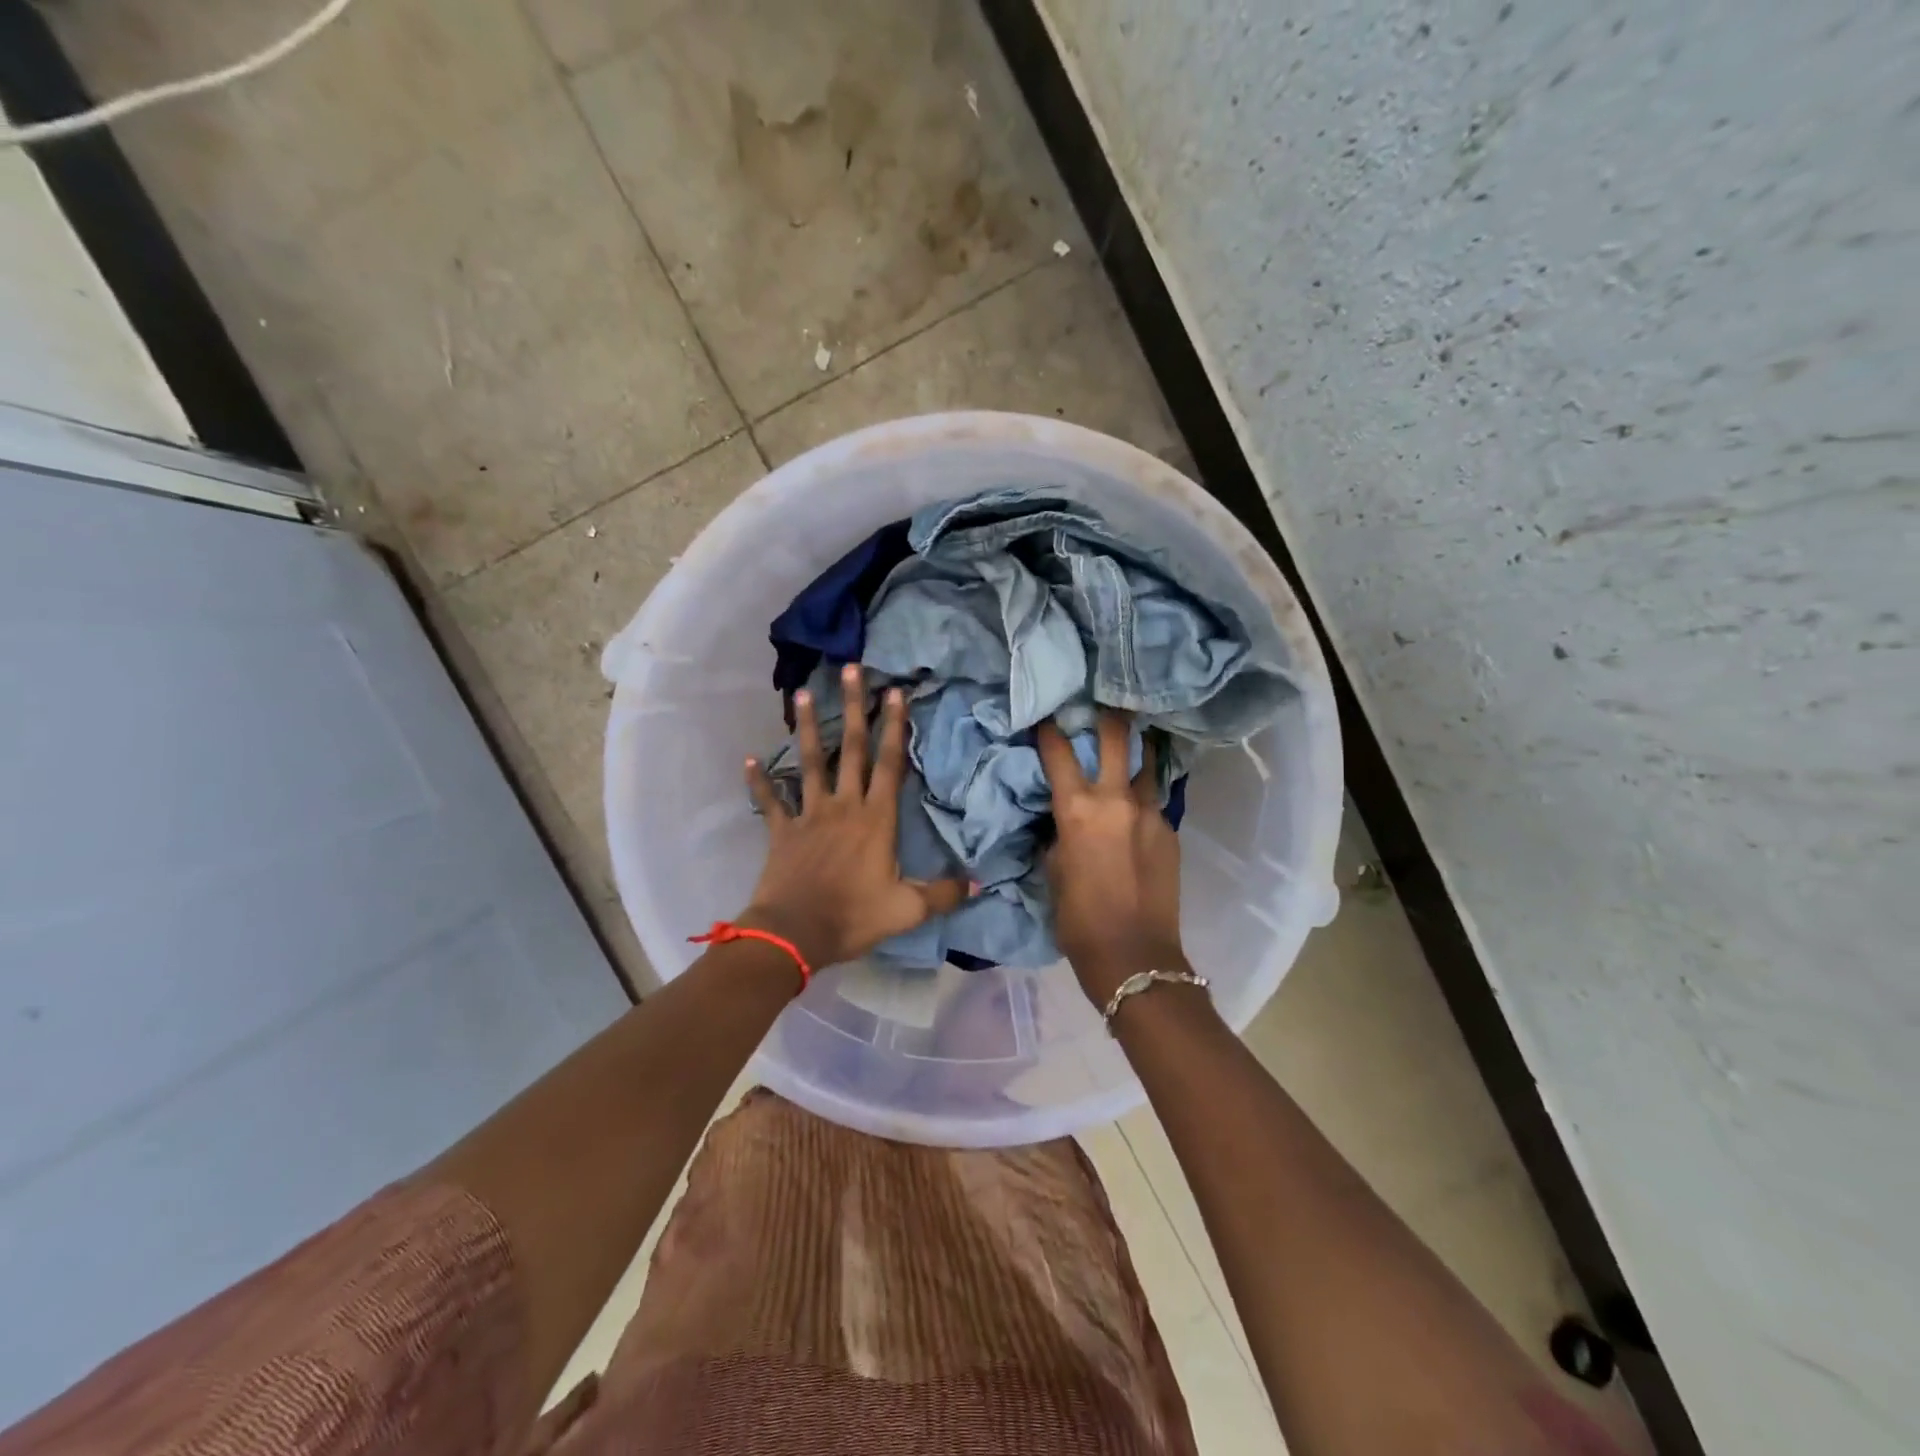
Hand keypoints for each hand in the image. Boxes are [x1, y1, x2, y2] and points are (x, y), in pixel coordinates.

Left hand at [742, 664, 968, 968]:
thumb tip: (981, 882)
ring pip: (809, 762)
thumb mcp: (907, 909)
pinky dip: (760, 781)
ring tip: (802, 694)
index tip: (895, 692)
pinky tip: (749, 759)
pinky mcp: (783, 830)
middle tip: (851, 670)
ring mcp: (810, 815)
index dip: (895, 727)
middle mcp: (844, 806)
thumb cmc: (854, 917)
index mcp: (876, 819)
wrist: (794, 934)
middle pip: (850, 748)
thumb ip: (944, 893)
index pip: (890, 763)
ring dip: (806, 728)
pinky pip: (770, 801)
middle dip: (853, 707)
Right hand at [1036, 711, 1185, 1003]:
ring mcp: (1150, 812)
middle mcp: (1117, 799)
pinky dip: (1144, 791)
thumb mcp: (1053, 870)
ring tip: (1134, 734)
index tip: (1046, 712)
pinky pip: (1154, 799)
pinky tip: (1137, 797)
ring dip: (1138, 747)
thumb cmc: (1078, 919)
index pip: (1059, 752)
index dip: (1049, 727)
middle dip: (1108, 714)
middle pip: (1117, 737)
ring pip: (1148, 762)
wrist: (1134, 956)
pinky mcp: (1170, 830)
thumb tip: (1062, 814)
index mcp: (1078, 809)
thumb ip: (1058, 831)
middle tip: (1104, 701)